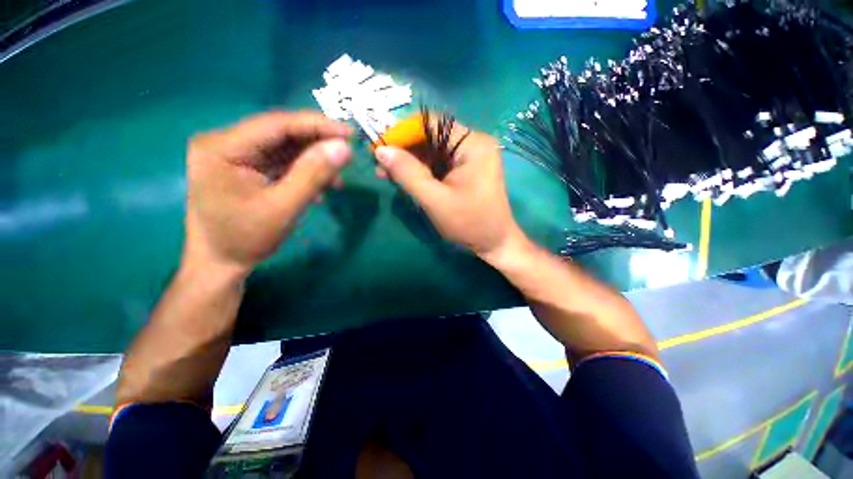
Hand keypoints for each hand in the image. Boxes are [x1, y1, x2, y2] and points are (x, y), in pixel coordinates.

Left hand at [183, 111, 351, 277]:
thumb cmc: (245, 239)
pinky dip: (304, 172)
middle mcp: (226, 142)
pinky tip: (320, 188)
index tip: (350, 132)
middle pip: (281, 134)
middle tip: (347, 156)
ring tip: (336, 180)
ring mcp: (236, 154)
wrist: (220, 262)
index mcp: (223, 147)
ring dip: (314, 161)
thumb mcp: (283, 208)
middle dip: (318, 145)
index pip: (277, 124)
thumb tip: (344, 148)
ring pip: (285, 148)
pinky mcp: (247, 167)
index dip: (317, 125)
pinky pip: (282, 161)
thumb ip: (313, 175)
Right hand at [374, 126, 527, 261]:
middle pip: (431, 137)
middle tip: (380, 165)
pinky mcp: (466, 170)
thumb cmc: (469, 223)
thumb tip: (381, 150)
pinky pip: (439, 163)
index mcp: (472, 144)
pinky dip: (421, 170)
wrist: (494, 244)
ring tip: (386, 174)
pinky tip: (404, 179)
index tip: (379, 148)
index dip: (402, 133)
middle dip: (404, 150)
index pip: (431, 124)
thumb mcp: (435, 200)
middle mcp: (473, 144)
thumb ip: (408, 173)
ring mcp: (471, 157)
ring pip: (432, 151)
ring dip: (410, 162)